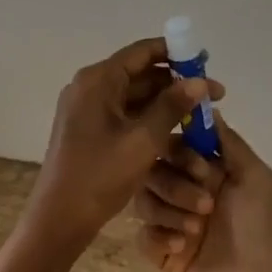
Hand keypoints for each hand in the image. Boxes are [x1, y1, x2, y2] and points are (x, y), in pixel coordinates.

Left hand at [20, 38, 224, 260]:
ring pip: (134, 96)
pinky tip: (177, 131)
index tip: (204, 60)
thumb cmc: (100, 175)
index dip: (175, 53)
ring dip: (166, 103)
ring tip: (201, 115)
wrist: (59, 219)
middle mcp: (90, 87)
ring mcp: (87, 109)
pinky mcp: (89, 130)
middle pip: (139, 74)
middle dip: (176, 83)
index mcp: (97, 80)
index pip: (141, 52)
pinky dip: (150, 118)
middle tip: (212, 96)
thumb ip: (173, 107)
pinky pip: (125, 114)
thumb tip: (201, 81)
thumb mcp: (143, 140)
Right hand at [134, 118, 271, 271]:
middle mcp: (186, 190)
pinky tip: (182, 247)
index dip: (181, 152)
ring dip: (169, 210)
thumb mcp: (255, 177)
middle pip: (154, 169)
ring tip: (196, 230)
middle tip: (206, 206)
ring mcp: (172, 221)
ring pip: (143, 199)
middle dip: (176, 185)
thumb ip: (228, 141)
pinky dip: (159, 236)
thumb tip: (206, 104)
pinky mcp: (162, 253)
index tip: (202, 169)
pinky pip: (141, 235)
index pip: (175, 143)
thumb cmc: (263, 230)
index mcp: (208, 171)